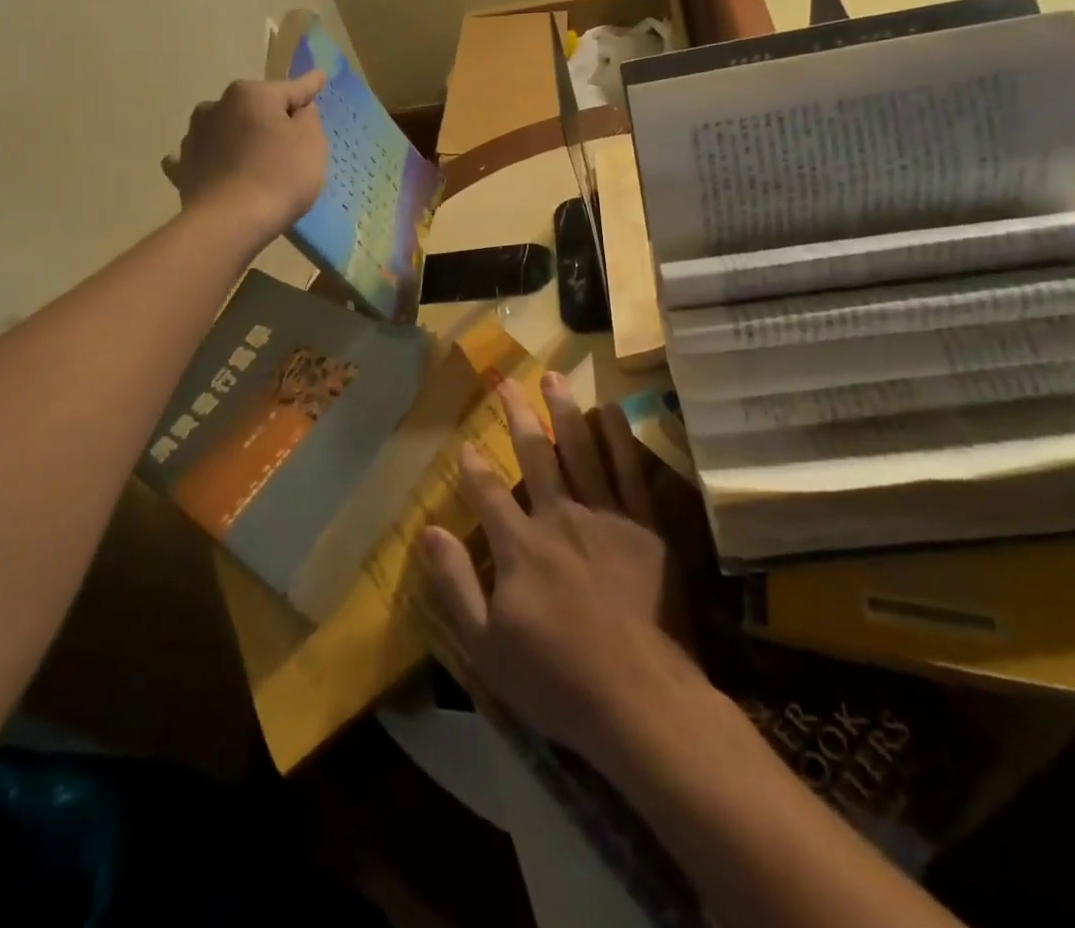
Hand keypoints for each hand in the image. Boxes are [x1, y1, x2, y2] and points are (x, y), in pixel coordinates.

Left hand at [163, 71, 327, 238]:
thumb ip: (307, 117)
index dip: (309, 86)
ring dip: (236, 137)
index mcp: (250, 94)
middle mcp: (216, 106)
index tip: (320, 77)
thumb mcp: (311, 142)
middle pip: (253, 108)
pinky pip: (198, 157)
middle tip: (288, 142)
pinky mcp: (182, 169)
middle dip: (268, 118)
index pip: (290, 89)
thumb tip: (297, 108)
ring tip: (251, 161)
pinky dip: (208, 160)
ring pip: (223, 129)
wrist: (232, 222)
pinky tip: (215, 170)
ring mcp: (193, 137)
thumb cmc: (281, 176)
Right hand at [417, 372, 697, 765]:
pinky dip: (619, 437)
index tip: (465, 441)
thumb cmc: (557, 679)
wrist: (641, 699)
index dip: (474, 466)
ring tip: (553, 376)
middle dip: (518, 415)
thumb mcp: (485, 647)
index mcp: (521, 545)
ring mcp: (605, 517)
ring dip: (565, 411)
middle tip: (508, 380)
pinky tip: (610, 410)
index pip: (489, 492)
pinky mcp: (645, 527)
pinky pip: (630, 471)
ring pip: (581, 449)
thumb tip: (428, 531)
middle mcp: (560, 517)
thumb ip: (455, 584)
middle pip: (535, 455)